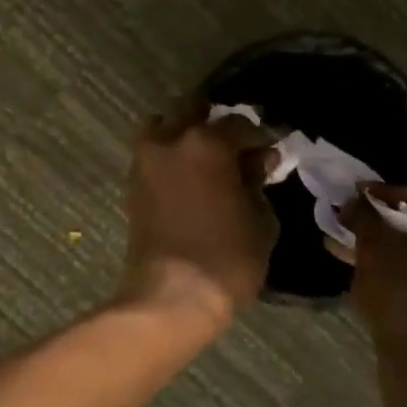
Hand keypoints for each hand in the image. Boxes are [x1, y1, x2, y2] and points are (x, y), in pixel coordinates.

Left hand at [116, 106, 278, 327]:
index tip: (273, 146)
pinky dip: (171, 156)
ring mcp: (146, 161)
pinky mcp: (133, 184)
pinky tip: (191, 175)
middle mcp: (171, 140)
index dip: (262, 135)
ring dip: (186, 133)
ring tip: (209, 158)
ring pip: (165, 127)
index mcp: (206, 142)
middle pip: (194, 111)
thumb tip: (257, 162)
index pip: (241, 124)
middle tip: (238, 144)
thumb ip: (258, 181)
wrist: (171, 296)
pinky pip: (154, 154)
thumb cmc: (227, 258)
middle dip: (217, 122)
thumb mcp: (261, 219)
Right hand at [338, 187, 406, 406]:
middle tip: (363, 222)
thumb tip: (353, 200)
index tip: (354, 195)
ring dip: (402, 246)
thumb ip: (364, 216)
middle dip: (393, 221)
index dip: (381, 195)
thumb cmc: (404, 298)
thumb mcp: (375, 249)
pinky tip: (385, 273)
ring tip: (363, 250)